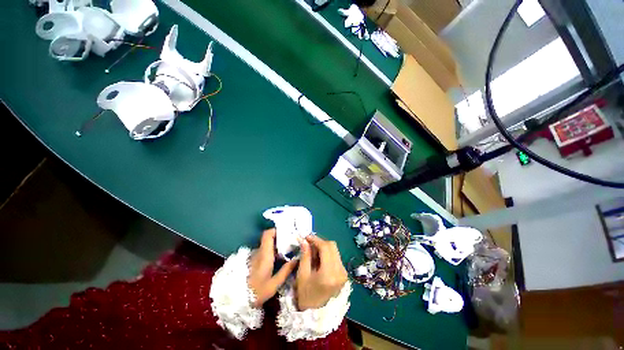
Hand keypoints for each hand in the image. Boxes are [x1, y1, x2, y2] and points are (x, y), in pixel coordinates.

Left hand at [248, 229, 296, 307]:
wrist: (237, 300)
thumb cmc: (256, 292)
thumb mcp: (273, 284)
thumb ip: (285, 271)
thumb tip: (296, 259)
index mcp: (264, 255)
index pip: (268, 234)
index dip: (277, 230)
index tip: (287, 233)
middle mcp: (259, 252)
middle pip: (269, 238)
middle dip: (280, 238)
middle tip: (290, 243)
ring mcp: (255, 256)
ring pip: (267, 244)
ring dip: (277, 245)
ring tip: (287, 250)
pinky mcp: (253, 260)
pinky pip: (265, 250)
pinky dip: (272, 251)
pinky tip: (279, 258)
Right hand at [296, 236, 347, 310]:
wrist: (316, 314)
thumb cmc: (306, 295)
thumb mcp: (302, 275)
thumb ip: (305, 255)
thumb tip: (304, 240)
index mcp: (329, 273)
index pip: (325, 247)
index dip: (316, 239)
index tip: (306, 237)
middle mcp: (340, 271)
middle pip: (332, 246)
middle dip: (320, 242)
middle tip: (309, 244)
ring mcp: (344, 273)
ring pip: (335, 250)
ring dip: (324, 247)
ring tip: (313, 252)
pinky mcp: (344, 274)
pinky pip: (336, 257)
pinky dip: (327, 254)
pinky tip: (319, 259)